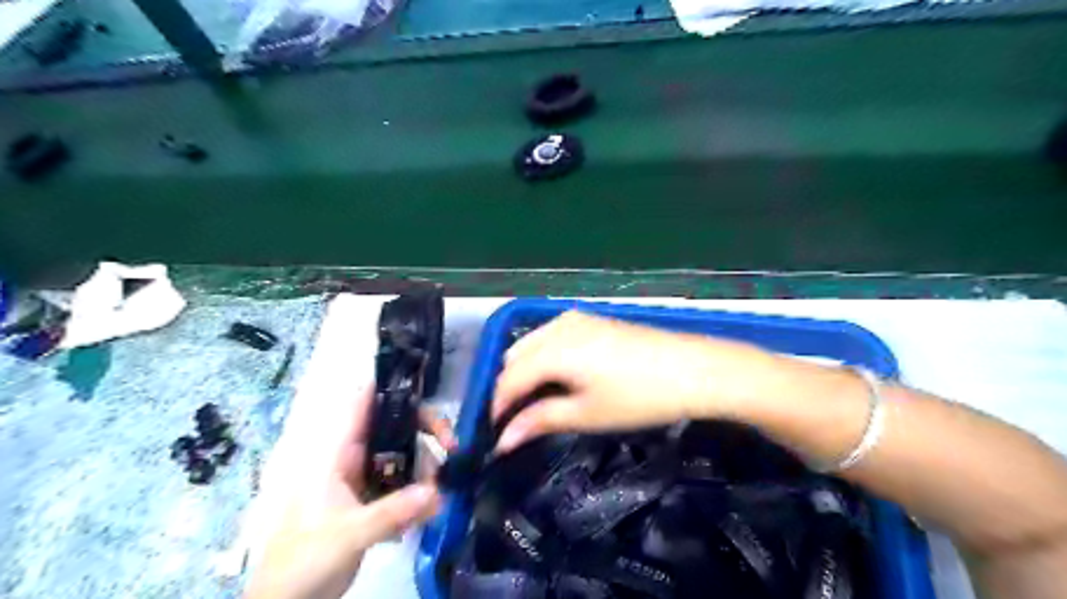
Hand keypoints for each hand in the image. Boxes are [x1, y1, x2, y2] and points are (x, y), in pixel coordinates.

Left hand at [243, 389, 451, 598]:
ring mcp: (362, 478)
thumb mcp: (348, 534)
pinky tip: (425, 517)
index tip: (428, 393)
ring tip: (437, 500)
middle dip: (425, 433)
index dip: (392, 388)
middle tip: (451, 448)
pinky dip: (418, 495)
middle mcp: (352, 457)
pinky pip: (403, 485)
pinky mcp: (371, 499)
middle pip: (394, 427)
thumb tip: (437, 492)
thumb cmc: (303, 559)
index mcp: (336, 452)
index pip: (363, 403)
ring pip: (404, 457)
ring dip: (425, 472)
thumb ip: (392, 512)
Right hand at [489, 311, 776, 450]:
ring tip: (537, 403)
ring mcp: (575, 318)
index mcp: (552, 349)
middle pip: (515, 356)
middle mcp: (557, 326)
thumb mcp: (586, 414)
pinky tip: (559, 378)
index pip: (508, 378)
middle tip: (518, 421)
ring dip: (525, 371)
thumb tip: (502, 441)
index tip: (497, 434)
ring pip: (532, 343)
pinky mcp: (592, 319)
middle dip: (509, 387)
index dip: (498, 407)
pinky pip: (552, 336)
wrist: (695, 369)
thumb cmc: (639, 397)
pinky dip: (544, 357)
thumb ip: (539, 421)